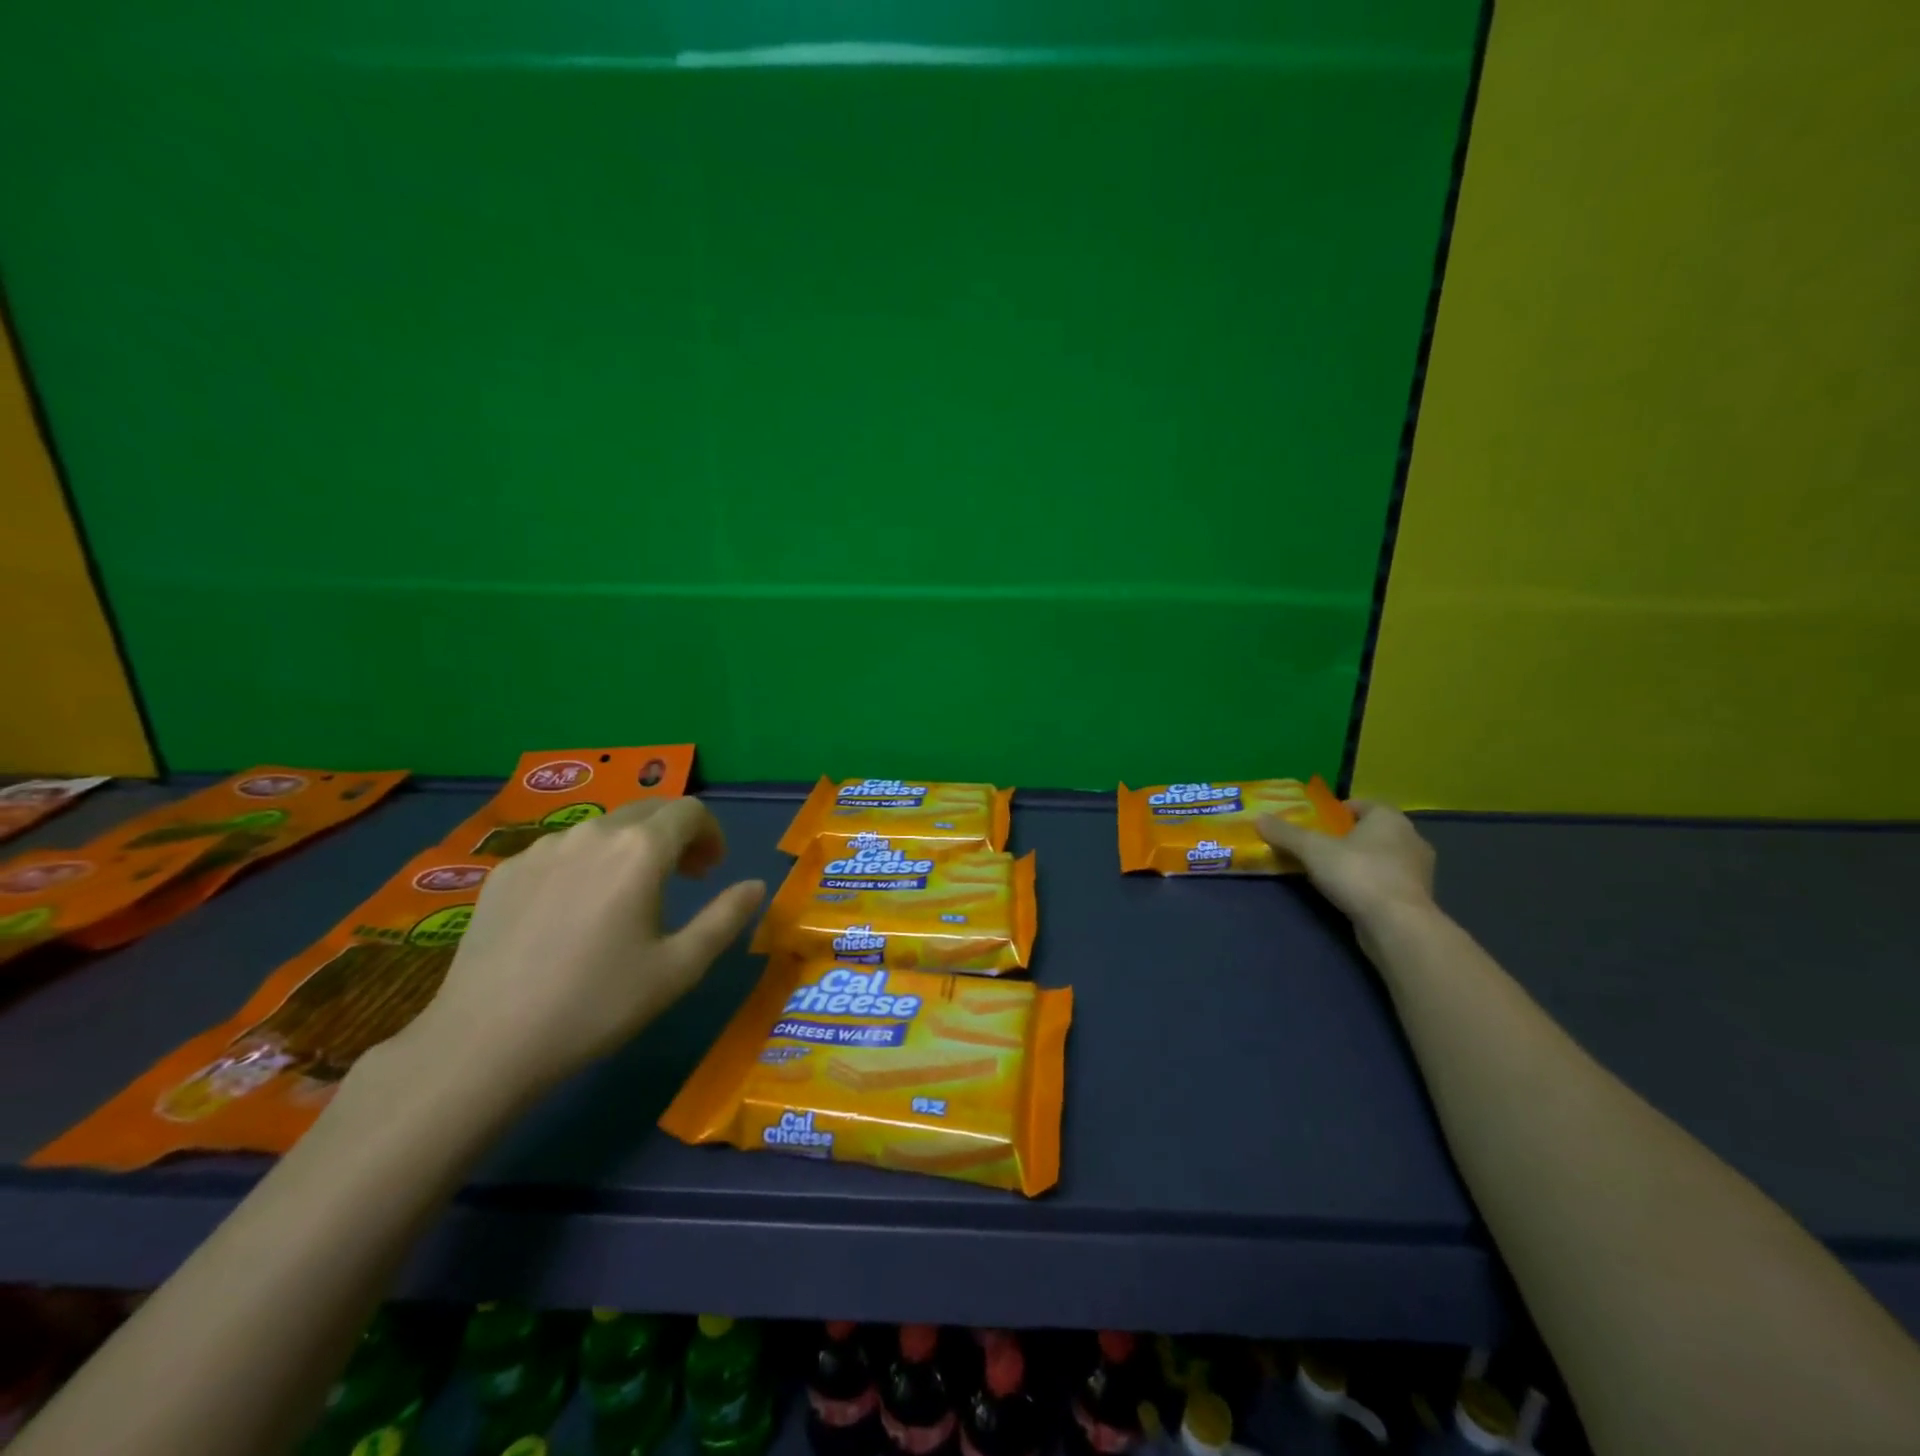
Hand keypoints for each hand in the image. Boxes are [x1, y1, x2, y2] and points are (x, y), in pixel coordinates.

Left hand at [396, 798, 765, 1096]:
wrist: (485, 1042)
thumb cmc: (598, 1004)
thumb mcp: (679, 968)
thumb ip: (726, 918)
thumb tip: (757, 885)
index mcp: (641, 849)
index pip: (690, 810)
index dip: (710, 833)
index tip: (711, 870)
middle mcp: (593, 832)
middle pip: (648, 810)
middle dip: (675, 835)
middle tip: (682, 879)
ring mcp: (543, 848)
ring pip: (603, 828)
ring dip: (630, 847)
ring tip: (627, 897)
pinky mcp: (505, 870)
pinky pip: (562, 850)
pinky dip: (586, 863)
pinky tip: (574, 913)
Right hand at [1258, 800, 1435, 925]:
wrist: (1397, 925)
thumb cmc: (1357, 874)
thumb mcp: (1312, 849)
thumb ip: (1285, 833)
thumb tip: (1258, 818)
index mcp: (1389, 818)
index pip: (1362, 804)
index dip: (1337, 811)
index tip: (1315, 824)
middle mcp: (1410, 837)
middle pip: (1372, 830)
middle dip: (1347, 837)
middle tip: (1319, 847)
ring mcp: (1419, 870)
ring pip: (1383, 856)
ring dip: (1361, 861)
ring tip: (1331, 873)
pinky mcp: (1418, 897)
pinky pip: (1388, 881)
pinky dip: (1371, 883)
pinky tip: (1351, 894)